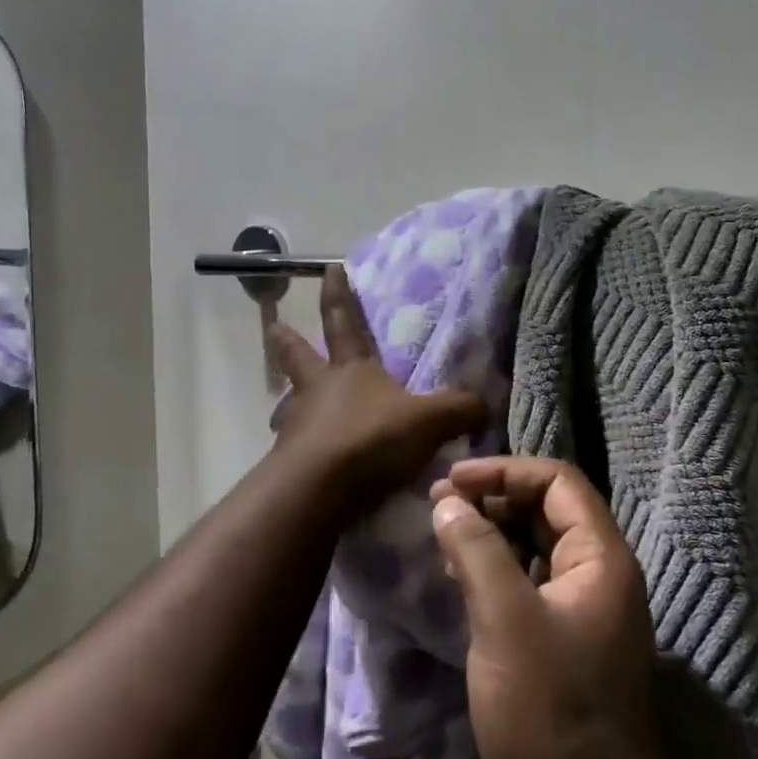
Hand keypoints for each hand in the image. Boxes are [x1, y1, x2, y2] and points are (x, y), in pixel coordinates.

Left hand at [265, 265, 487, 505]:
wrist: (318, 490)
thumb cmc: (370, 439)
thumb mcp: (428, 421)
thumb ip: (459, 410)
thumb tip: (484, 407)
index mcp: (349, 369)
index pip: (342, 320)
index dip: (337, 294)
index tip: (328, 268)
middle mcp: (317, 390)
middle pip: (296, 356)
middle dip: (286, 340)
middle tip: (273, 327)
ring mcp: (298, 425)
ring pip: (289, 403)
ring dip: (290, 400)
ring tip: (290, 405)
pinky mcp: (289, 462)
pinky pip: (295, 446)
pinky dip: (300, 446)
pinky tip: (307, 456)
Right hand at [430, 457, 671, 758]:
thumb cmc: (549, 712)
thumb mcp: (505, 621)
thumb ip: (476, 551)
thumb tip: (448, 502)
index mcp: (602, 558)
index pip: (557, 481)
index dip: (504, 470)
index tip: (451, 480)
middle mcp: (601, 574)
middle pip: (547, 510)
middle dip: (493, 499)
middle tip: (439, 506)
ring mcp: (585, 610)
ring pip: (536, 547)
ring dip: (492, 535)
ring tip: (443, 540)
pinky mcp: (567, 640)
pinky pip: (531, 584)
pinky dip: (497, 571)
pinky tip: (461, 581)